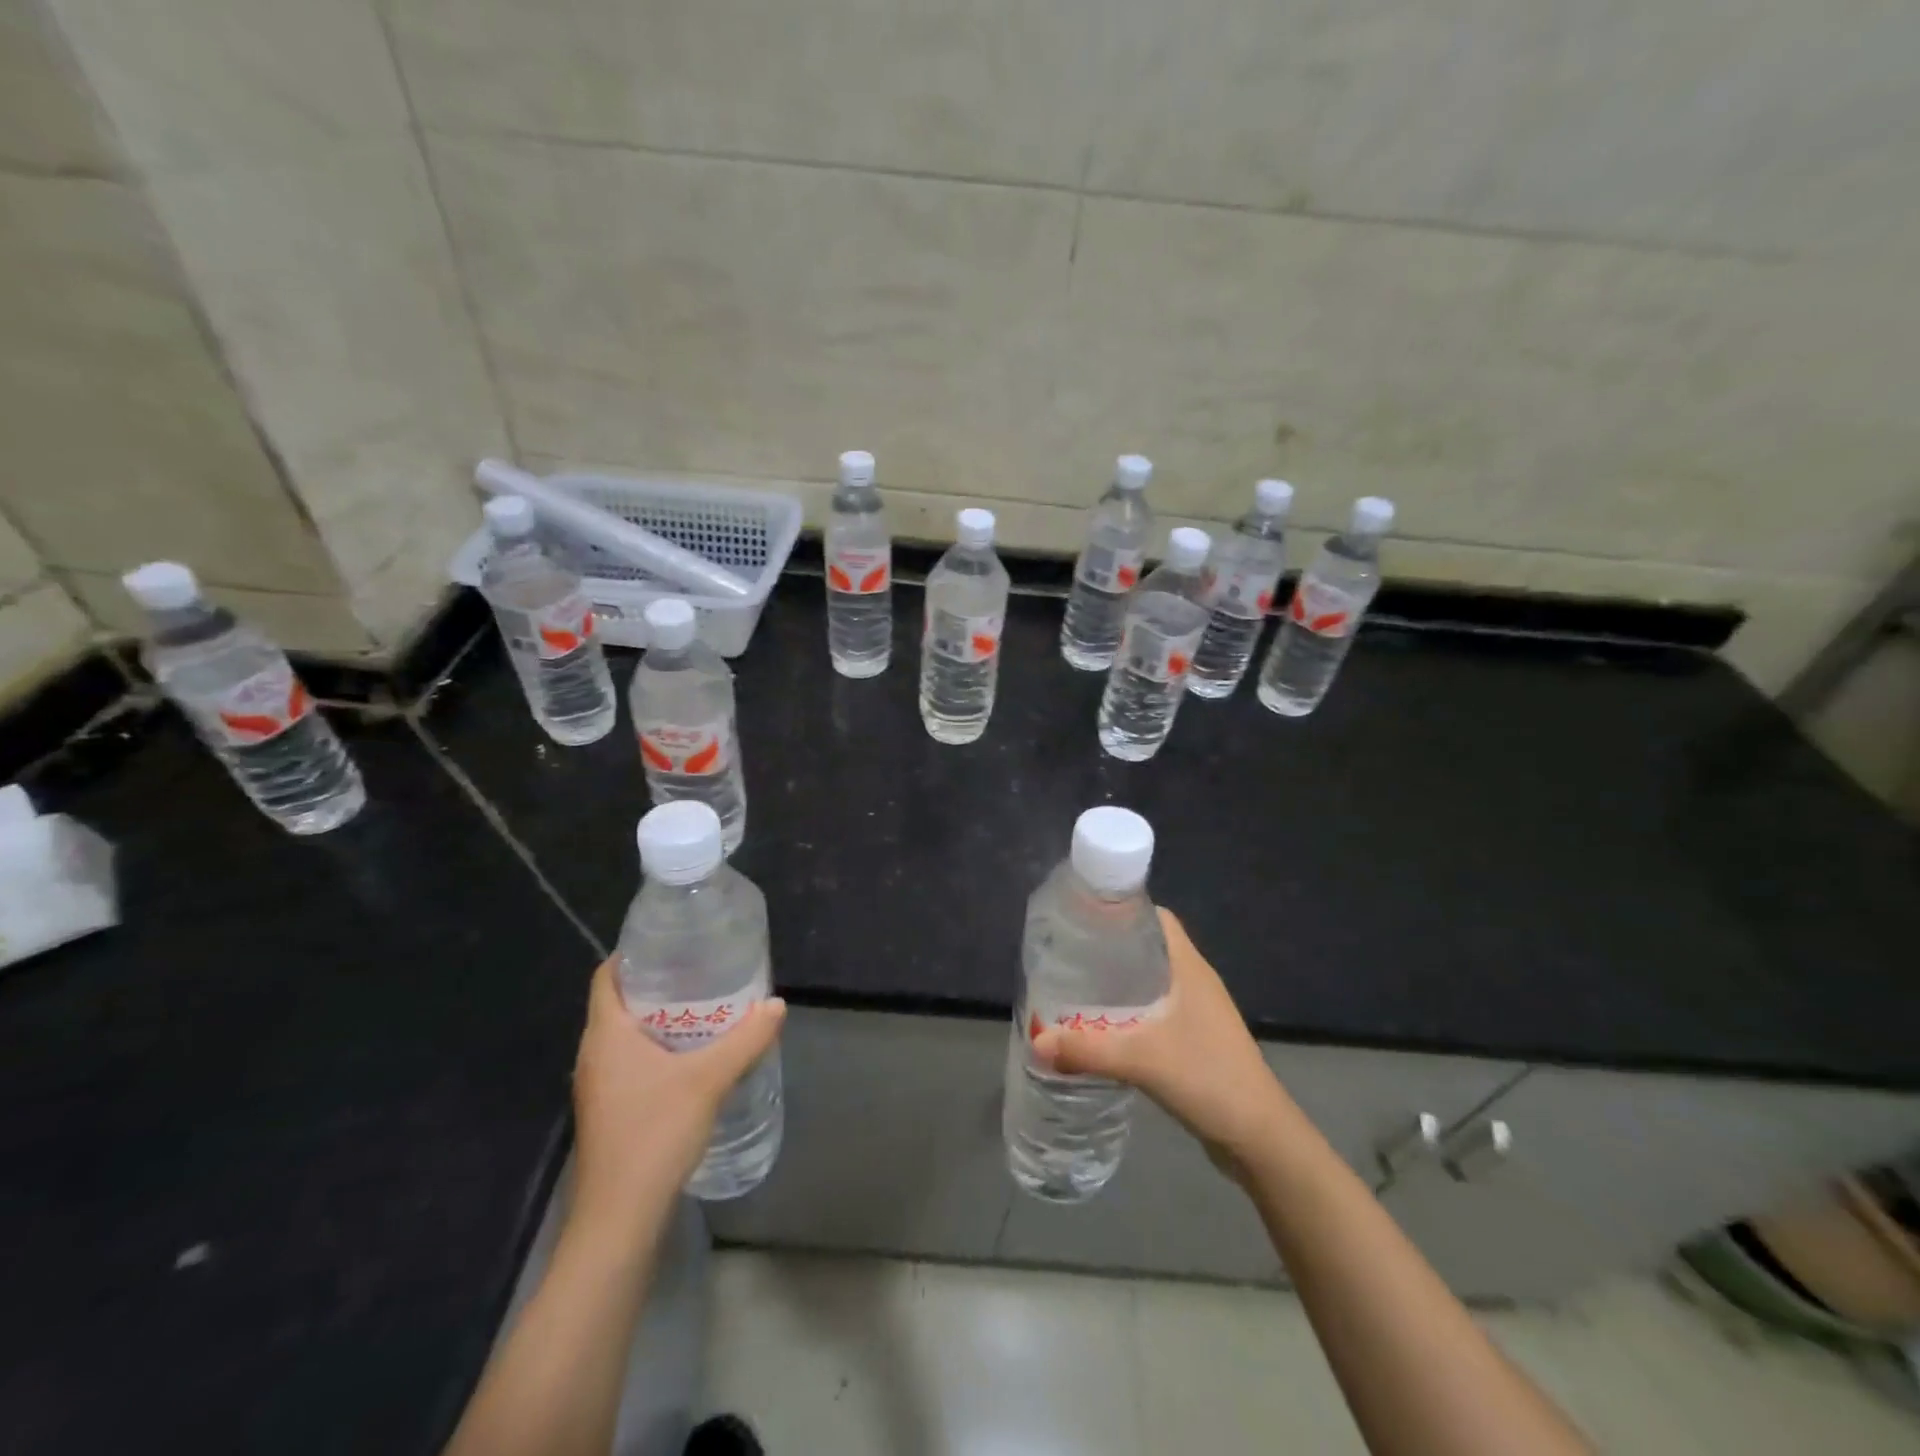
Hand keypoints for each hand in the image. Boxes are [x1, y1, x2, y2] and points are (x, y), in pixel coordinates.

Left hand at [570, 957, 785, 1236]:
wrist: (620, 1218)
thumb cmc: (654, 1134)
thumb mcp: (708, 1080)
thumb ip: (745, 1039)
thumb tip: (777, 1004)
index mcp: (606, 1034)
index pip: (608, 976)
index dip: (634, 954)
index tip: (673, 942)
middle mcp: (595, 1054)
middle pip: (621, 1003)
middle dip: (659, 984)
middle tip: (703, 969)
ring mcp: (601, 1085)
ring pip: (628, 1035)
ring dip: (662, 1019)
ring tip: (706, 1006)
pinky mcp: (612, 1110)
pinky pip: (633, 1061)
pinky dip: (659, 1048)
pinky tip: (694, 1056)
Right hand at [1033, 908, 1298, 1179]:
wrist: (1259, 1138)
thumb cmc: (1208, 1079)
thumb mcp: (1141, 1060)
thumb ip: (1087, 1049)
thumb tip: (1036, 1042)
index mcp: (1189, 967)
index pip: (1156, 918)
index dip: (1122, 911)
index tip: (1083, 917)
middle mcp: (1194, 981)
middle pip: (1149, 948)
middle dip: (1110, 949)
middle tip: (1068, 955)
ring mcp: (1198, 1012)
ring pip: (1151, 981)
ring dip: (1119, 982)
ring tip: (1076, 987)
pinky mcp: (1196, 1039)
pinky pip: (1156, 1010)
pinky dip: (1130, 1011)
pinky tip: (1103, 1027)